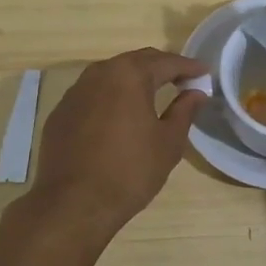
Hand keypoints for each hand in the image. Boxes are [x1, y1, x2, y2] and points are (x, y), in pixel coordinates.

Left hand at [19, 48, 207, 245]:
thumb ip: (184, 111)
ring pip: (111, 75)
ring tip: (152, 92)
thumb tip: (195, 93)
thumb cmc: (130, 171)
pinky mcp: (60, 112)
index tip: (204, 72)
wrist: (73, 204)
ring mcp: (75, 92)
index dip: (188, 67)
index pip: (166, 62)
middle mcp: (99, 73)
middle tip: (181, 79)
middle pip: (136, 61)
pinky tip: (118, 114)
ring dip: (133, 79)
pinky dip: (110, 97)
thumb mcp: (168, 142)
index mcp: (130, 75)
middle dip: (161, 67)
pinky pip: (92, 94)